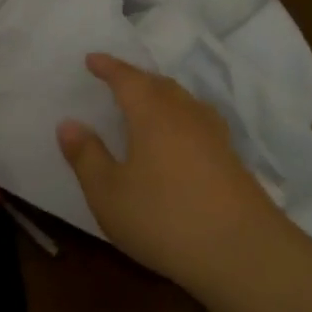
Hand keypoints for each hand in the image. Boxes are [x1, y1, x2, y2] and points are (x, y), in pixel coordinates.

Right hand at [57, 54, 286, 290]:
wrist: (243, 252)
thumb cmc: (164, 218)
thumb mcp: (108, 193)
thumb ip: (87, 156)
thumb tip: (68, 123)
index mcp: (152, 113)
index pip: (127, 78)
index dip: (108, 67)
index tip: (91, 59)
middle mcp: (185, 114)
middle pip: (158, 84)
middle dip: (135, 78)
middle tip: (116, 79)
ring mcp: (213, 135)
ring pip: (183, 101)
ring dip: (161, 95)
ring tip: (146, 103)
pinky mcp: (231, 159)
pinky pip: (198, 122)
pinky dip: (180, 118)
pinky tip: (179, 137)